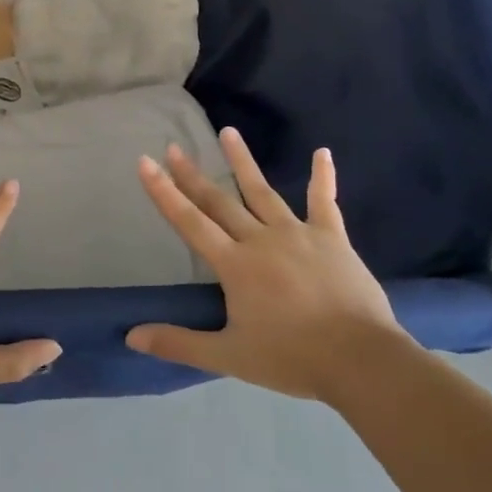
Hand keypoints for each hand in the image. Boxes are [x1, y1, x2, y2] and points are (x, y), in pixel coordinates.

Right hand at [127, 128, 405, 401]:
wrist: (359, 359)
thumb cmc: (291, 358)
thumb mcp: (228, 356)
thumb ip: (179, 344)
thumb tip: (131, 337)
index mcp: (234, 265)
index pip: (190, 221)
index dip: (164, 192)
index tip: (146, 162)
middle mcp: (260, 239)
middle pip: (220, 201)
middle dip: (193, 175)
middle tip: (175, 147)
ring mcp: (298, 233)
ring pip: (263, 191)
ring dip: (243, 162)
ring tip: (228, 132)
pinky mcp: (332, 237)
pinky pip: (324, 201)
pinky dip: (322, 177)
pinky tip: (322, 152)